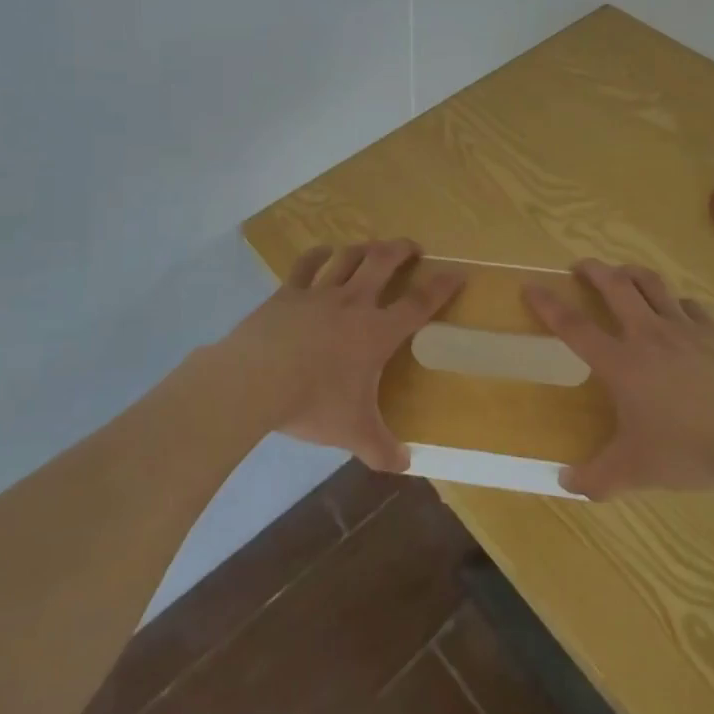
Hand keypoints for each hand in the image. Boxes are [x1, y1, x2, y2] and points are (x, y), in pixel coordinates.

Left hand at [222, 240, 463, 473]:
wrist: (256, 380)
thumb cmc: (313, 403)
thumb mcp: (353, 433)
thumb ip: (382, 449)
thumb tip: (405, 466)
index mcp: (376, 332)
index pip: (418, 304)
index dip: (441, 286)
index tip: (456, 272)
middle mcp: (353, 303)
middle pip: (383, 262)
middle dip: (401, 250)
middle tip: (412, 247)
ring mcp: (319, 293)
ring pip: (348, 257)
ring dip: (364, 248)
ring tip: (372, 247)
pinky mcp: (288, 292)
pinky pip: (306, 264)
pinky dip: (317, 254)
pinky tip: (323, 251)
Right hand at [524, 259, 713, 501]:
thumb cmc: (691, 450)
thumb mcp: (637, 471)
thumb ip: (598, 477)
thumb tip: (565, 483)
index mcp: (621, 362)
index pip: (574, 326)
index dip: (549, 304)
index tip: (531, 286)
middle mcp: (649, 335)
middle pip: (615, 286)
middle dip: (593, 270)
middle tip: (581, 266)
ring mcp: (687, 329)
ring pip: (653, 285)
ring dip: (633, 273)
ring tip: (624, 273)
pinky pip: (693, 307)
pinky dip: (678, 303)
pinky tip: (680, 311)